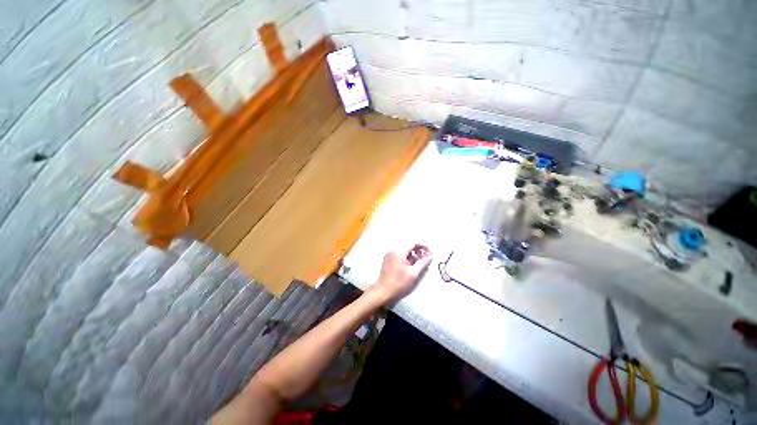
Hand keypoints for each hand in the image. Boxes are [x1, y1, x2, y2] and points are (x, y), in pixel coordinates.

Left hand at [369, 246, 432, 303]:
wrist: (383, 292)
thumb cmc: (398, 284)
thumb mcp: (413, 273)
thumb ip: (423, 263)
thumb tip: (430, 257)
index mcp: (399, 251)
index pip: (413, 243)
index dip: (423, 246)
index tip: (430, 251)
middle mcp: (393, 250)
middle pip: (409, 245)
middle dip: (419, 250)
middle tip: (427, 257)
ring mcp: (390, 254)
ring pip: (405, 250)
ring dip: (414, 254)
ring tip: (421, 263)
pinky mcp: (389, 259)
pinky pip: (400, 254)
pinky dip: (408, 257)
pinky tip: (413, 265)